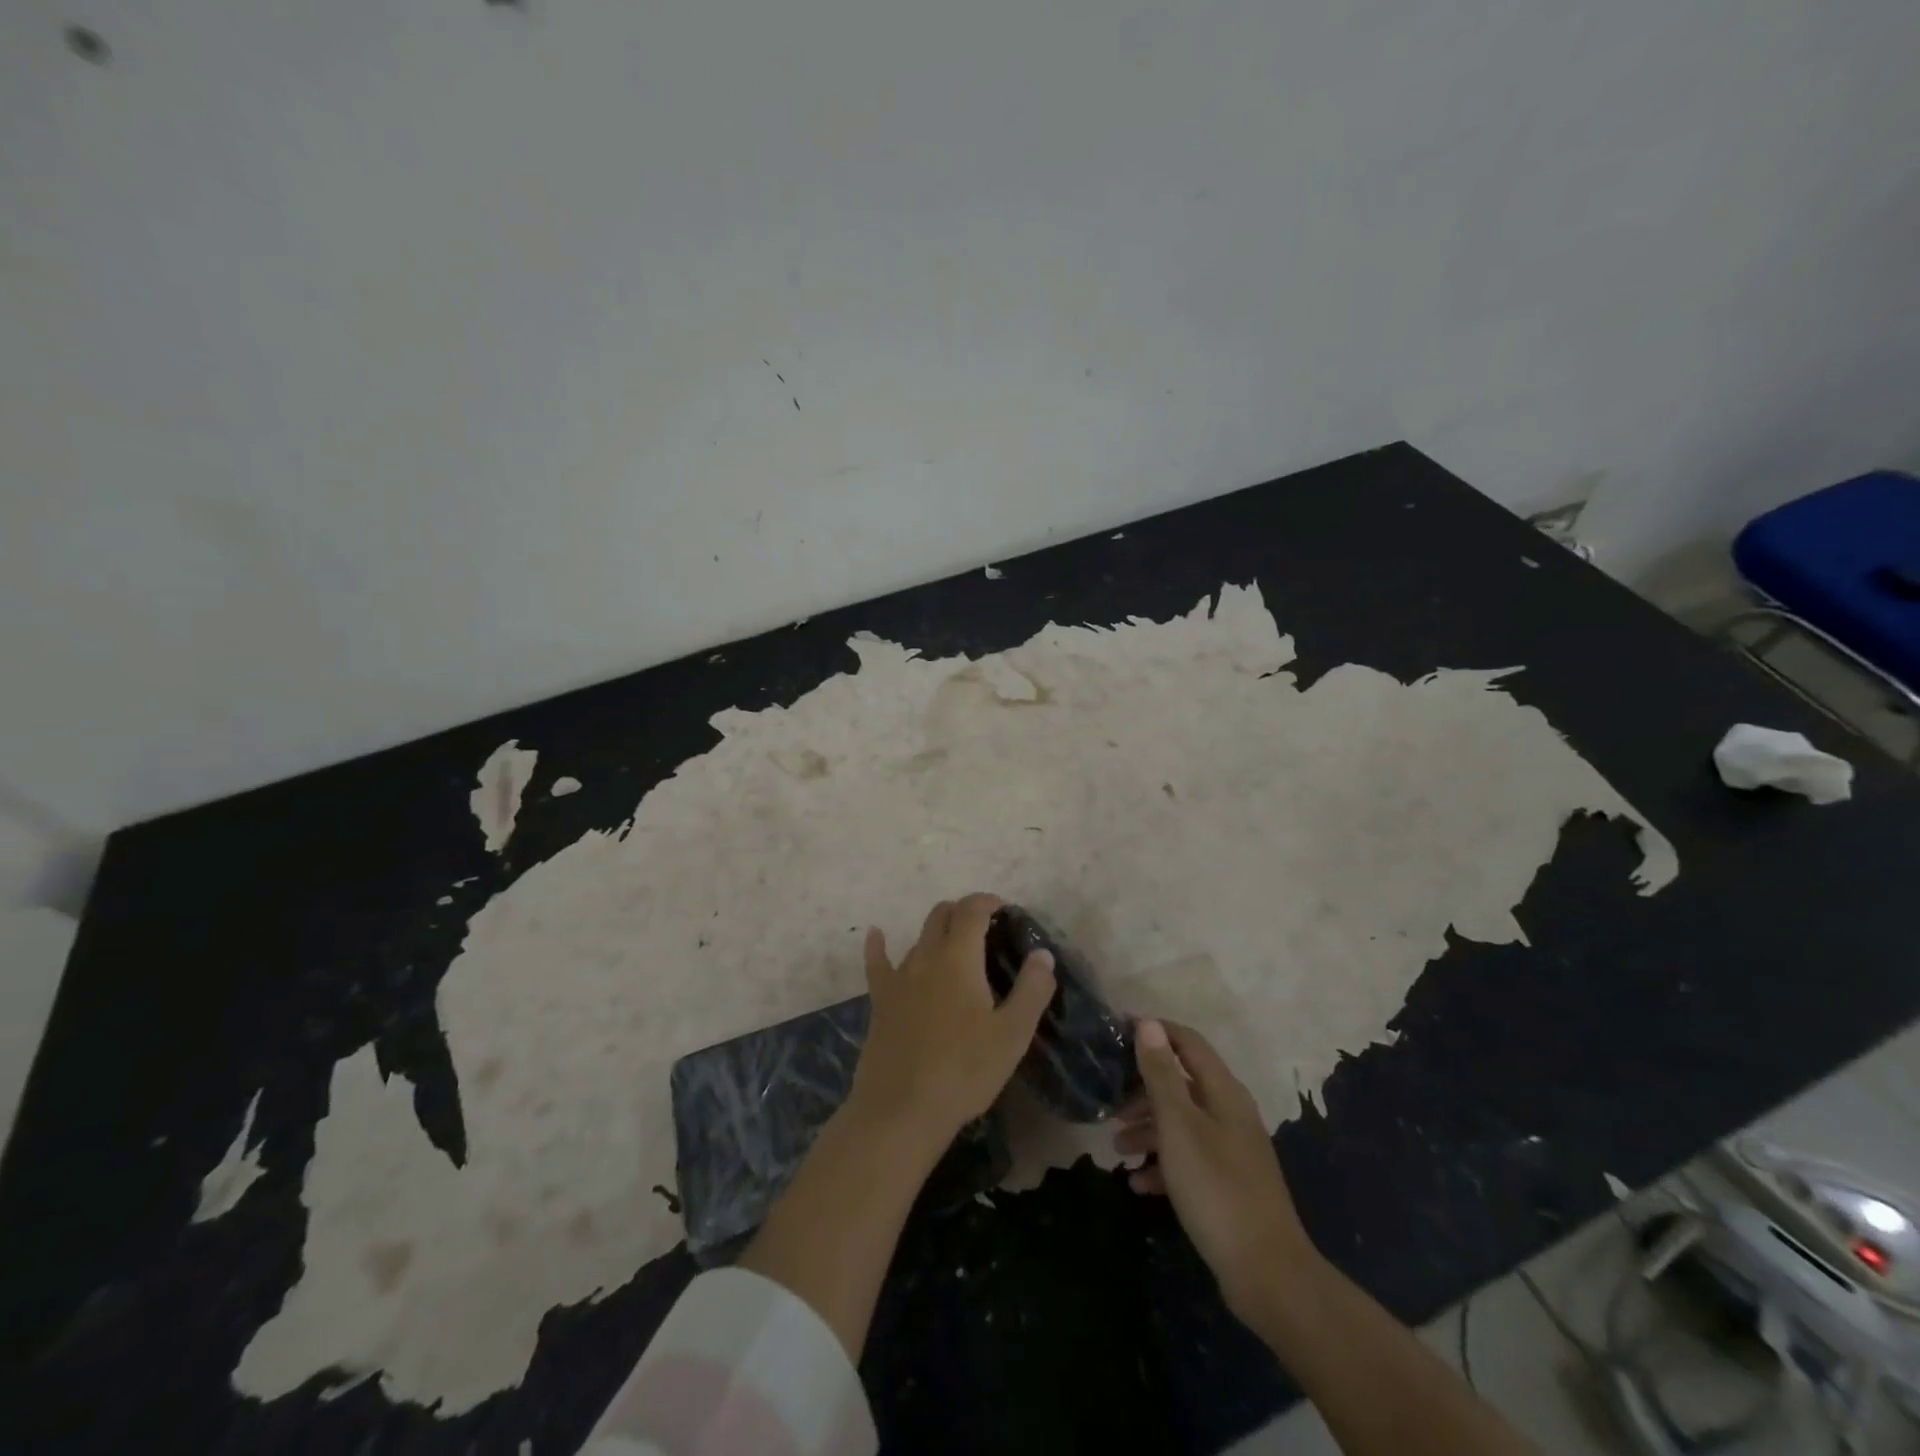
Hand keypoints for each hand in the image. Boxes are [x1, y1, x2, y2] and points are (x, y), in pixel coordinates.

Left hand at [848, 893, 1056, 1151]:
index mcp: (959, 959)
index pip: (972, 911)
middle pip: (941, 916)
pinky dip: (878, 944)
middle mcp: (925, 957)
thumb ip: (1032, 989)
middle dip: (963, 911)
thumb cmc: (965, 1071)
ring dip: (937, 933)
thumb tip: (1043, 954)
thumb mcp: (1012, 1034)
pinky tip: (875, 934)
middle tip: (984, 928)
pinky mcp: (880, 1001)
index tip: (1004, 909)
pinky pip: (877, 963)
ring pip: (918, 939)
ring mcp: (898, 978)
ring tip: (955, 947)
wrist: (901, 1110)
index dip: (987, 901)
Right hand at [1114, 1019, 1318, 1324]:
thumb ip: (1162, 1075)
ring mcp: (1232, 1149)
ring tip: (1117, 1147)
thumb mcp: (1179, 1126)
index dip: (1155, 1032)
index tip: (1117, 1033)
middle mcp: (1231, 1112)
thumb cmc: (1216, 1188)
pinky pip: (1190, 1159)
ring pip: (1183, 1123)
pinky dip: (1163, 1164)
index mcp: (1223, 1092)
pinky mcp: (1229, 1183)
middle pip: (1182, 1083)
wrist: (1267, 1274)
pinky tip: (1139, 1183)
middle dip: (1144, 1089)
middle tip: (1110, 1102)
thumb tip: (1149, 1024)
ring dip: (1148, 1129)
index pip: (1188, 1042)